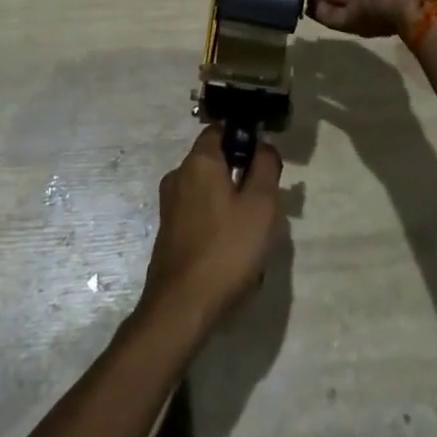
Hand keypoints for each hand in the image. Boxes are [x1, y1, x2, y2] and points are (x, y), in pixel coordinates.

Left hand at [137, 127, 284, 339]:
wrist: (182, 306)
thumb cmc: (227, 248)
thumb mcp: (261, 204)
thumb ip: (266, 166)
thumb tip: (263, 146)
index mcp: (198, 161)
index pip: (220, 130)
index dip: (245, 138)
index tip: (266, 161)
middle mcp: (178, 175)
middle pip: (216, 159)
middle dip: (242, 173)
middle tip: (266, 201)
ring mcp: (170, 204)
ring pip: (209, 188)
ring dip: (232, 200)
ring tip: (253, 230)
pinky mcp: (169, 230)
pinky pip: (200, 211)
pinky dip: (218, 219)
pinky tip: (233, 247)